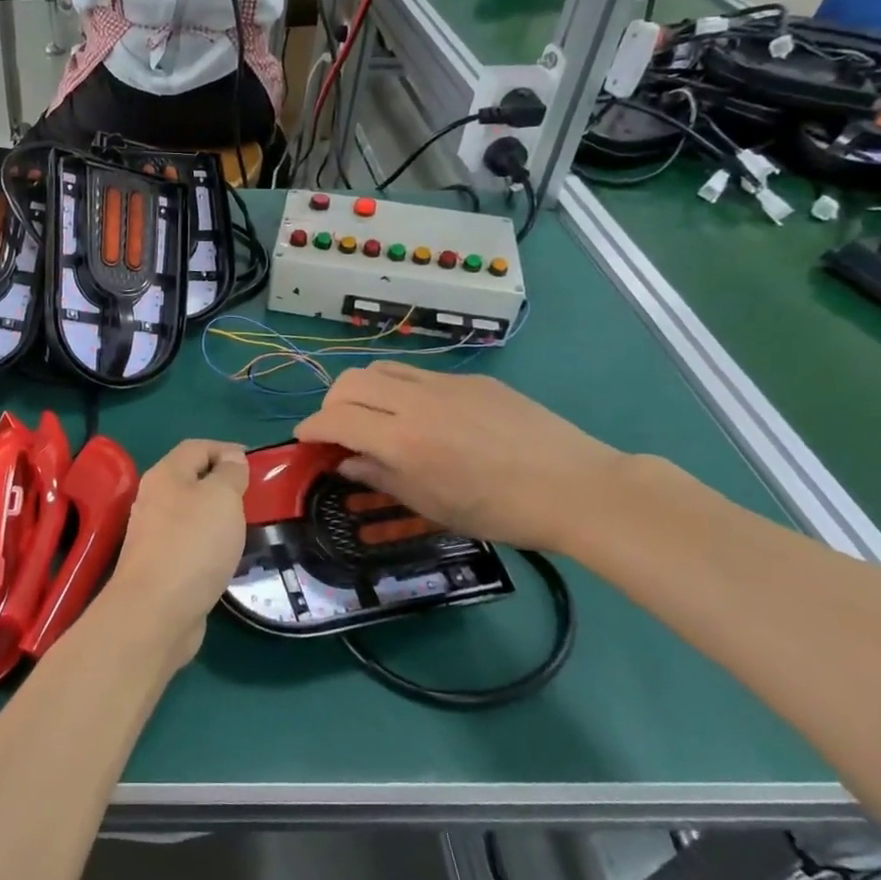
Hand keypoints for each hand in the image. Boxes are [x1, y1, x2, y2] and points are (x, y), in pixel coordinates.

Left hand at [106, 440, 249, 666]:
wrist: (156, 611)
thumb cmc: (193, 544)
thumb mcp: (222, 497)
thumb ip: (230, 473)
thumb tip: (232, 458)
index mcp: (166, 474)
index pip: (197, 447)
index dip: (227, 448)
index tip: (258, 464)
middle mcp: (154, 499)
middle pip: (191, 479)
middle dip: (224, 483)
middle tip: (256, 497)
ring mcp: (154, 534)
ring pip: (191, 514)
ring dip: (217, 516)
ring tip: (248, 527)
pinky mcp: (160, 566)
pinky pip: (190, 544)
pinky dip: (210, 544)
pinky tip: (228, 557)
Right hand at [294, 363, 623, 553]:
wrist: (575, 487)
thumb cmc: (500, 511)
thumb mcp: (432, 505)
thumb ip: (380, 477)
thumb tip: (346, 462)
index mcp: (403, 440)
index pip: (335, 418)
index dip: (311, 428)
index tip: (305, 440)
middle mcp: (416, 401)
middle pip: (349, 382)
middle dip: (331, 403)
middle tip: (338, 429)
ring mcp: (445, 383)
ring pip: (380, 368)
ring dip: (362, 389)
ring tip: (373, 416)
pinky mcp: (471, 379)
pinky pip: (417, 373)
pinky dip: (399, 389)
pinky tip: (422, 416)